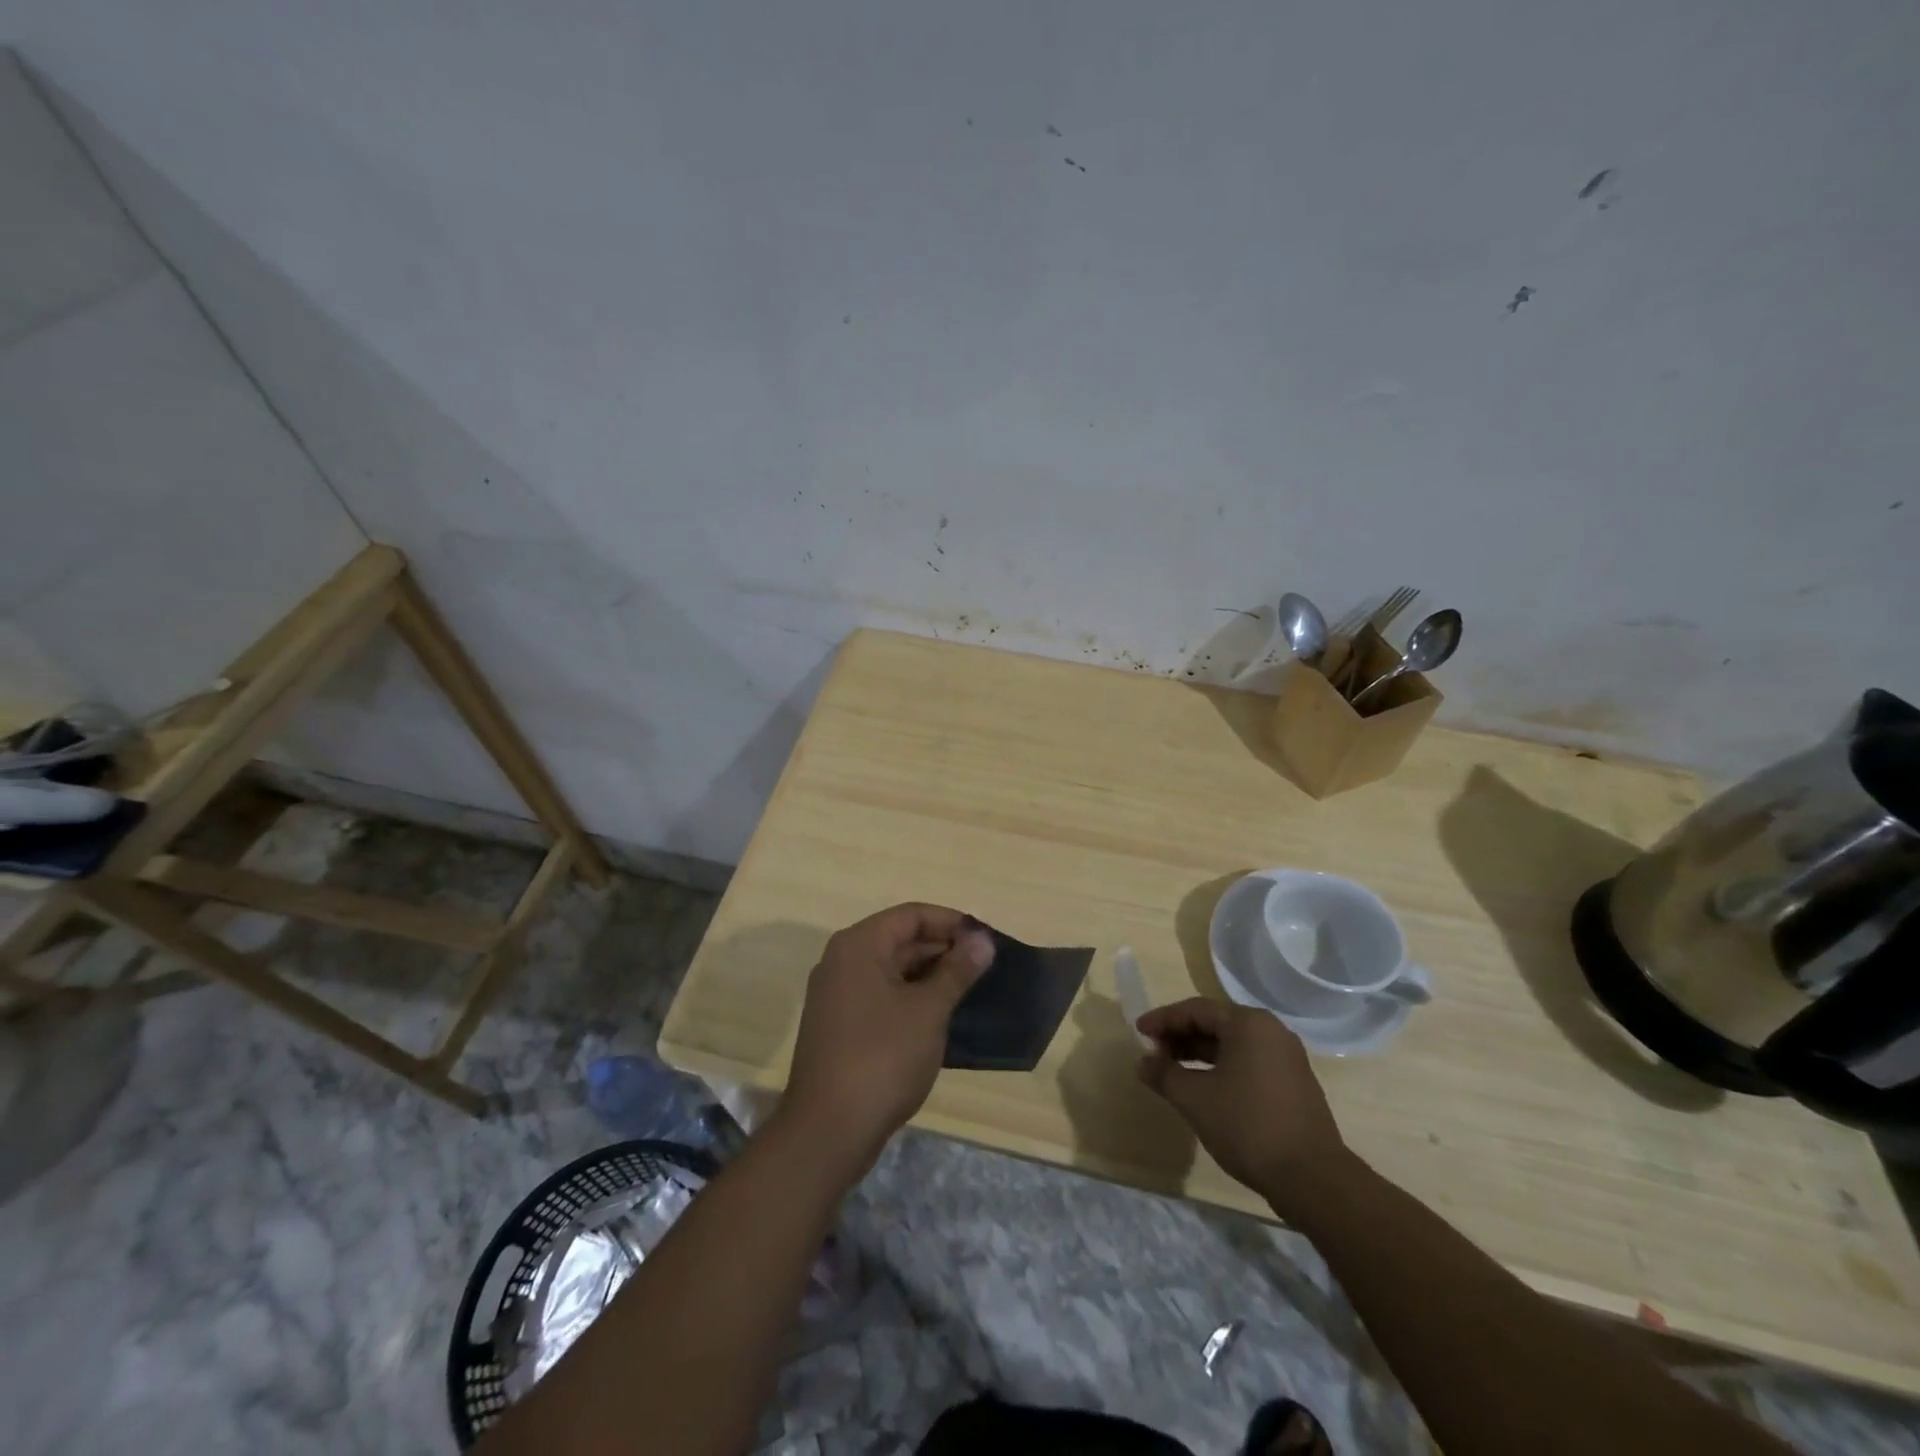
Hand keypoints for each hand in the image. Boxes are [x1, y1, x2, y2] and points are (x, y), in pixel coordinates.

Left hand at [782, 904, 993, 1169]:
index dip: (951, 922)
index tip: (986, 940)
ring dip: (930, 975)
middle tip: (985, 967)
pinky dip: (911, 998)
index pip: (912, 915)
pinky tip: (940, 1016)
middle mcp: (842, 961)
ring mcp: (837, 994)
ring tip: (970, 991)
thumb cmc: (882, 1058)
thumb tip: (983, 939)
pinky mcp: (839, 1024)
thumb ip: (957, 970)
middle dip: (943, 949)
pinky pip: (881, 994)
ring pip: (891, 969)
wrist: (828, 1131)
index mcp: (859, 945)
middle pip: (900, 939)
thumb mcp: (929, 1010)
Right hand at [1136, 998, 1346, 1203]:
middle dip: (1181, 1036)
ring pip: (1232, 1044)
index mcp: (1248, 1023)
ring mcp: (1286, 1058)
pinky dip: (1222, 1068)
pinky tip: (1205, 1089)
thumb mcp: (1195, 1099)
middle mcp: (1271, 1031)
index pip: (1196, 1009)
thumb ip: (1164, 1074)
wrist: (1312, 1178)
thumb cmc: (1247, 1126)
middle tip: (1154, 1053)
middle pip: (1215, 1023)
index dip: (1163, 1020)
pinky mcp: (1294, 1083)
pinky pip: (1248, 1062)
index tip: (1139, 1032)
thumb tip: (1143, 1062)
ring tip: (1173, 1072)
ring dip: (1200, 1054)